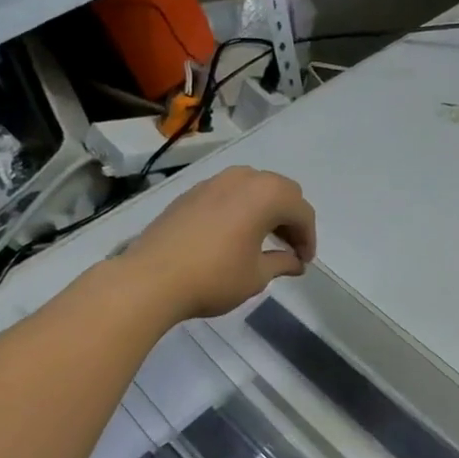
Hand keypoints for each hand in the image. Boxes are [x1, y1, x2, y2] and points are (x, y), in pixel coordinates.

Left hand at [122, 166, 316, 319]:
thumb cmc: (214, 277)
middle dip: (290, 218)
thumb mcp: (257, 275)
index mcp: (266, 195)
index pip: (301, 212)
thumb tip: (295, 263)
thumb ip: (282, 263)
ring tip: (264, 239)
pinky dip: (242, 208)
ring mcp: (213, 182)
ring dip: (266, 209)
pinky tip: (235, 234)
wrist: (150, 279)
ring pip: (254, 187)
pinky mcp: (191, 193)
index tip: (304, 262)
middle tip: (289, 247)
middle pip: (281, 191)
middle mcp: (242, 179)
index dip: (308, 238)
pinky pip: (229, 193)